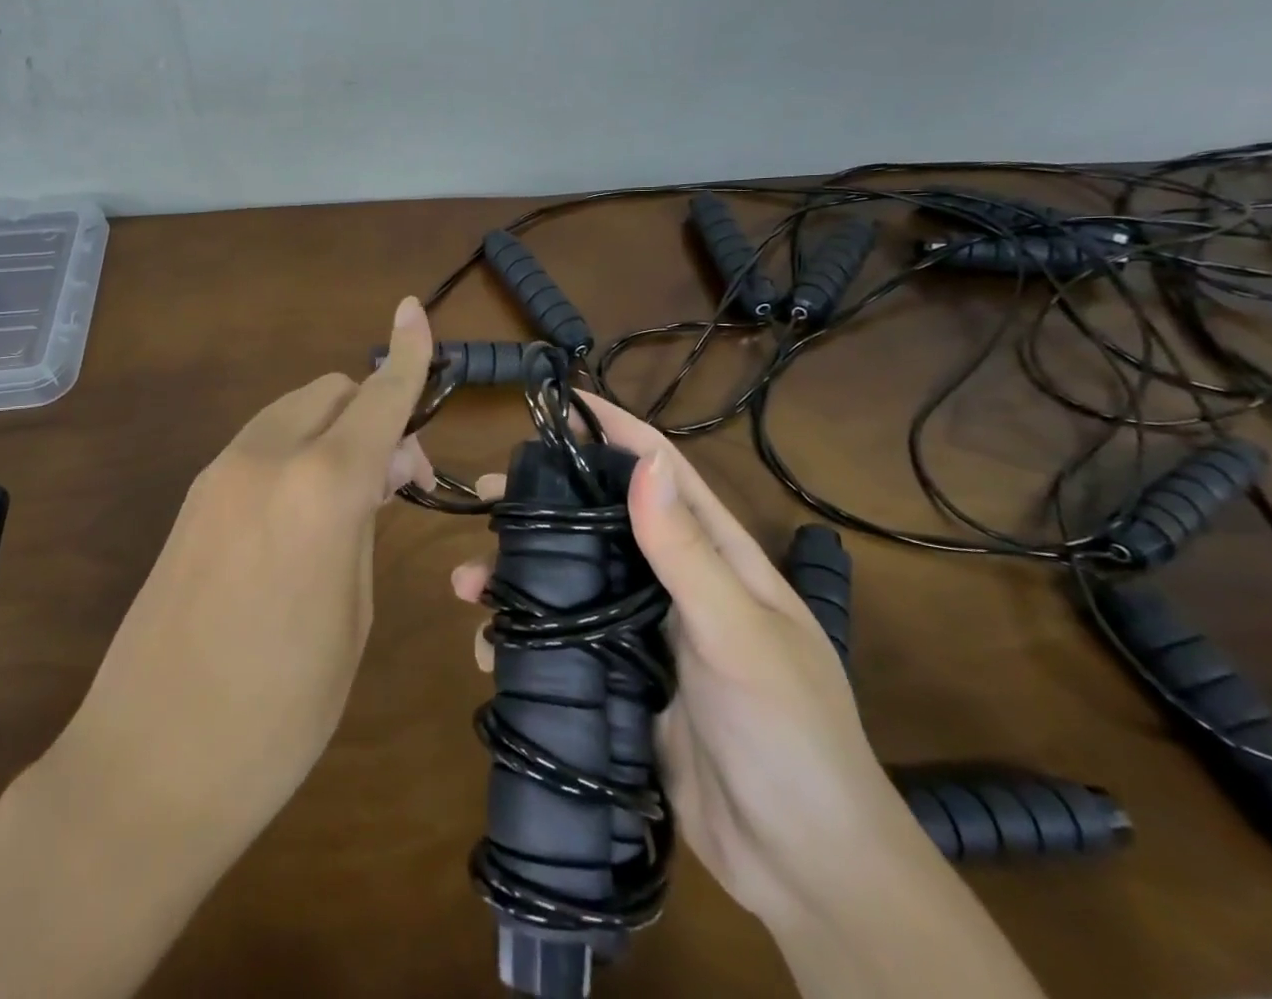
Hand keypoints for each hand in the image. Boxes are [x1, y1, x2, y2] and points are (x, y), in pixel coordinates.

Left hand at [70, 296, 435, 838]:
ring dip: (333, 429)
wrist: (148, 765)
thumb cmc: (279, 711)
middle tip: (396, 478)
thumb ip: (363, 524)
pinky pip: (260, 444)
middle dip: (373, 411)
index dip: (406, 354)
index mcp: (320, 488)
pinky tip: (304, 509)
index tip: (415, 310)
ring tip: (354, 496)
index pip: (377, 398)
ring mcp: (218, 474)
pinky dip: (296, 450)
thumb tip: (373, 473)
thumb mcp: (351, 616)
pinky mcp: (191, 498)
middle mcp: (265, 458)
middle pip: (331, 392)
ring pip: (293, 412)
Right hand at [452, 394, 937, 929]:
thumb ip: (687, 551)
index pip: (664, 472)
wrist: (804, 869)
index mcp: (718, 557)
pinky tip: (491, 651)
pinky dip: (525, 640)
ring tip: (467, 586)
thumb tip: (642, 460)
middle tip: (486, 497)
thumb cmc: (787, 734)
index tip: (562, 402)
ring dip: (519, 579)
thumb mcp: (738, 634)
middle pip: (601, 525)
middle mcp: (678, 585)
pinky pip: (565, 645)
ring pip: (573, 585)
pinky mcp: (623, 683)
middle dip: (543, 507)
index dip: (617, 431)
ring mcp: (647, 636)